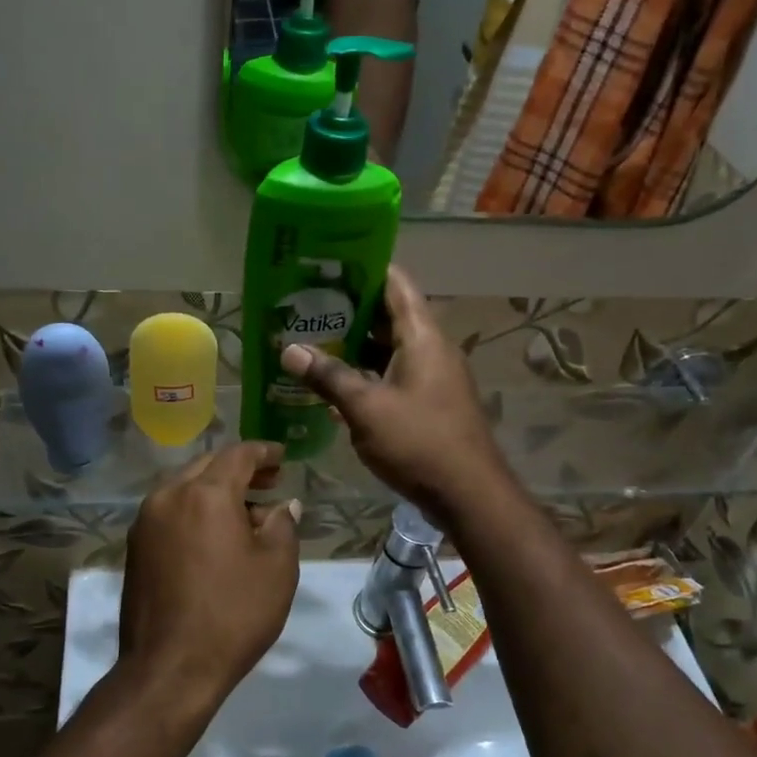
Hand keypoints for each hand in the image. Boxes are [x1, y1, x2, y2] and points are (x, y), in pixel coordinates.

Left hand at [116, 442, 301, 719]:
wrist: (170, 668)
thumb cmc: (233, 614)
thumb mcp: (277, 568)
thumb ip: (282, 525)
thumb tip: (282, 506)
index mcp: (205, 494)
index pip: (238, 455)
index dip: (264, 452)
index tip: (283, 458)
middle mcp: (168, 496)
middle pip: (207, 466)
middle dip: (239, 469)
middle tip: (269, 482)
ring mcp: (145, 522)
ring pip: (185, 487)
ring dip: (215, 490)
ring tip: (246, 511)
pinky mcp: (135, 547)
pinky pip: (170, 511)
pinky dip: (195, 510)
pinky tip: (215, 534)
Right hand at [281, 265, 507, 519]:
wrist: (468, 494)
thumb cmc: (418, 442)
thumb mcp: (365, 408)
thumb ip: (327, 376)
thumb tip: (288, 349)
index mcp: (422, 336)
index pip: (395, 284)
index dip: (364, 267)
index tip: (328, 262)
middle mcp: (431, 348)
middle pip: (389, 315)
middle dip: (349, 308)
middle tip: (307, 303)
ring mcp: (432, 376)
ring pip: (389, 348)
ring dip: (355, 344)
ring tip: (312, 338)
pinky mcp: (429, 402)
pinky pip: (393, 374)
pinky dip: (366, 372)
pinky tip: (335, 382)